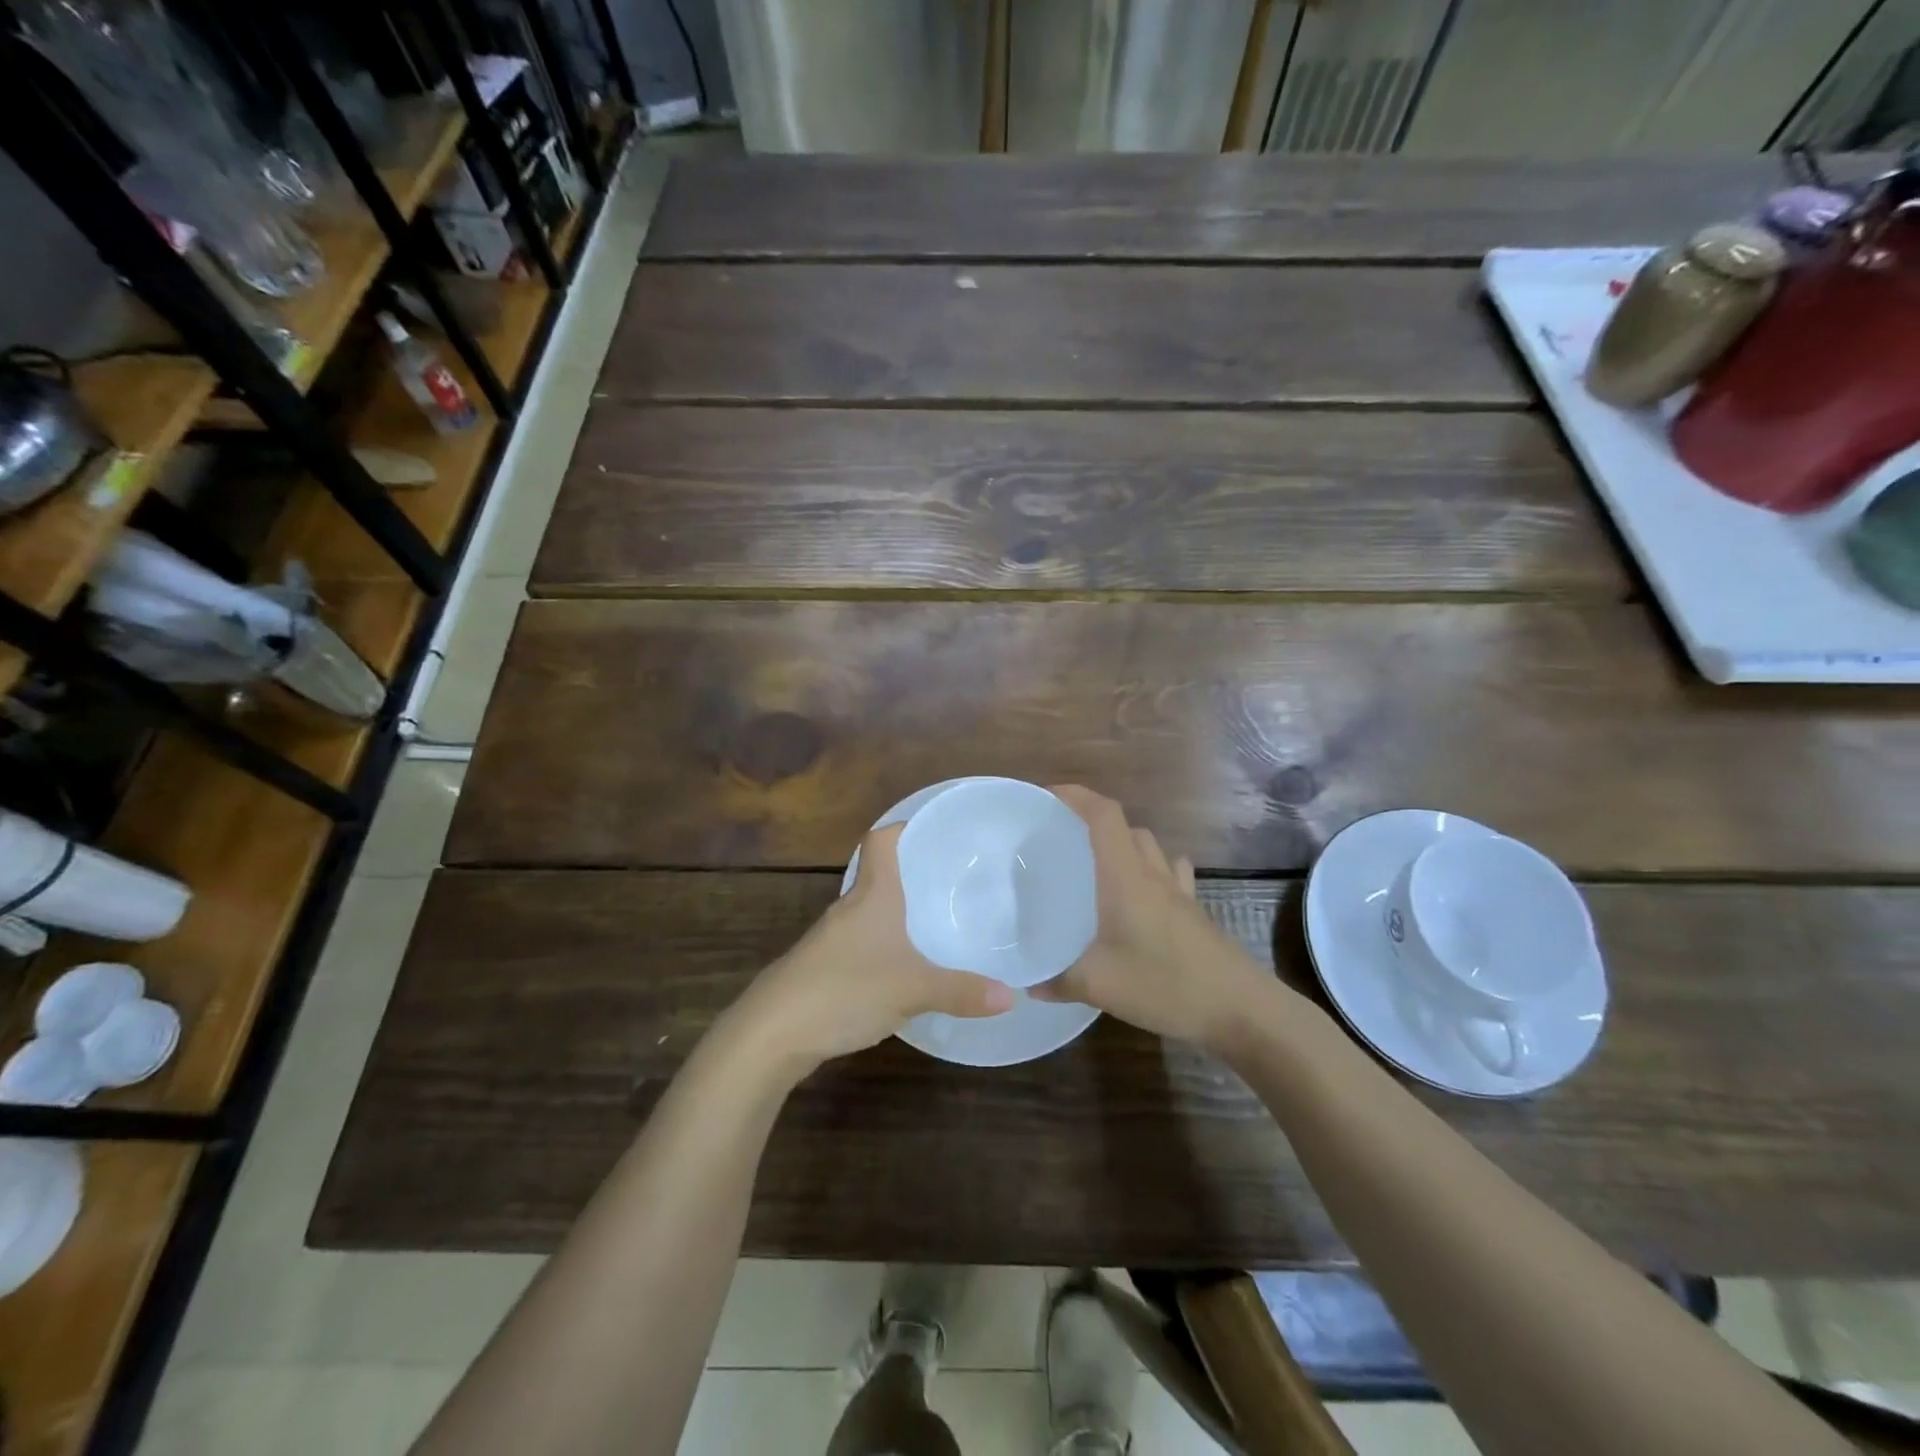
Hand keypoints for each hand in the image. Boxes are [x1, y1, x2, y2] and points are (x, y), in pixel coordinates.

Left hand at [728, 824, 1013, 1075]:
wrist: (773, 1032)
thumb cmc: (846, 989)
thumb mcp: (914, 990)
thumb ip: (962, 991)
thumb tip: (1012, 996)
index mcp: (872, 895)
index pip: (881, 841)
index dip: (904, 827)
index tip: (935, 830)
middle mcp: (850, 907)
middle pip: (879, 874)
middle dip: (913, 874)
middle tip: (953, 879)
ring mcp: (831, 938)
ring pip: (871, 911)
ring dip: (898, 911)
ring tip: (937, 919)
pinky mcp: (823, 966)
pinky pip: (862, 941)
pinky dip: (885, 943)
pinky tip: (904, 965)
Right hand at [1032, 786, 1272, 1048]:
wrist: (1241, 1009)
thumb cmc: (1166, 984)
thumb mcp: (1099, 985)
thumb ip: (1058, 980)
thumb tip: (1029, 982)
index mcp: (1125, 876)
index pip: (1103, 814)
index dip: (1075, 796)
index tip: (1046, 797)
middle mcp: (1152, 873)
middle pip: (1124, 827)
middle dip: (1092, 823)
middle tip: (1062, 842)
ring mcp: (1179, 891)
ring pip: (1149, 848)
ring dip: (1123, 845)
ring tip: (1096, 868)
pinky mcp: (1194, 912)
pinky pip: (1170, 874)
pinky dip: (1150, 871)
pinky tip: (1139, 897)